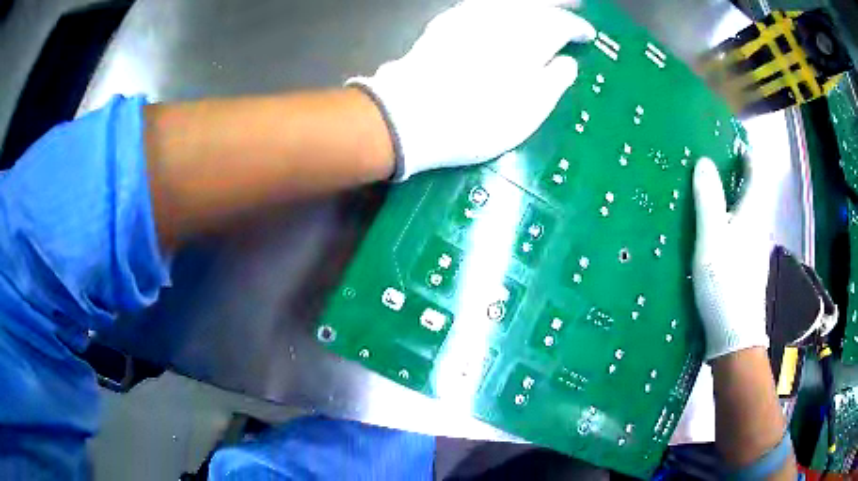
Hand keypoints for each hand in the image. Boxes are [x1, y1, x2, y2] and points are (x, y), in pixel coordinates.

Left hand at [348, 0, 595, 180]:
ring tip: (543, 6)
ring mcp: (470, 17)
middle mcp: (501, 19)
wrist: (410, 117)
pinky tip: (503, 10)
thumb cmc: (477, 119)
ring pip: (508, 1)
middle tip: (574, 6)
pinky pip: (482, 5)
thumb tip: (567, 62)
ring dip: (530, 2)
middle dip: (558, 4)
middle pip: (536, 3)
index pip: (561, 25)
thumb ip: (554, 81)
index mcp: (528, 39)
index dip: (577, 28)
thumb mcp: (529, 111)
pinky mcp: (446, 22)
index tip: (588, 35)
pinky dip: (500, 6)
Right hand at [692, 157, 774, 360]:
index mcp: (753, 214)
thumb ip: (709, 200)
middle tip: (714, 161)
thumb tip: (704, 161)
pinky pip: (742, 230)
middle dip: (737, 173)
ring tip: (712, 191)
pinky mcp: (749, 265)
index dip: (747, 152)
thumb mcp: (711, 240)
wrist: (735, 336)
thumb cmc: (725, 285)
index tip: (732, 138)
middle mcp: (759, 226)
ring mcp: (756, 248)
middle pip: (751, 191)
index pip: (755, 172)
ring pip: (747, 212)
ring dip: (733, 197)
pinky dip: (732, 219)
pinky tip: (718, 229)